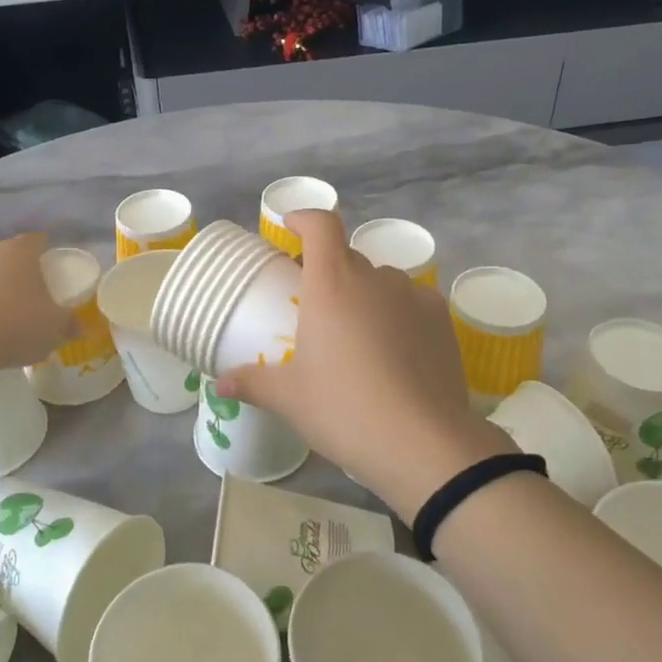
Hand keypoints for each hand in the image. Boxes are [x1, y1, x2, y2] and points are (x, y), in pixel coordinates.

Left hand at [0, 233, 73, 372]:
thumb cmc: (18, 326)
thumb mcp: (56, 328)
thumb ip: (70, 324)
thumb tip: (82, 327)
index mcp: (20, 253)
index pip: (36, 240)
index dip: (45, 252)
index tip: (53, 270)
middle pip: (6, 253)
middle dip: (17, 268)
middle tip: (30, 294)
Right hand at [216, 209, 508, 517]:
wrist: (422, 442)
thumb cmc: (344, 409)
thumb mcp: (289, 398)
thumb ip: (252, 382)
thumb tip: (220, 384)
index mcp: (332, 283)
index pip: (322, 225)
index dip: (306, 218)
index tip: (292, 227)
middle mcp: (374, 278)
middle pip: (348, 257)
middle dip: (330, 271)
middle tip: (316, 307)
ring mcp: (413, 296)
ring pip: (382, 282)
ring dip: (365, 295)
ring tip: (357, 335)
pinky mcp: (442, 320)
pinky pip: (413, 303)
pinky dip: (398, 314)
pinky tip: (395, 350)